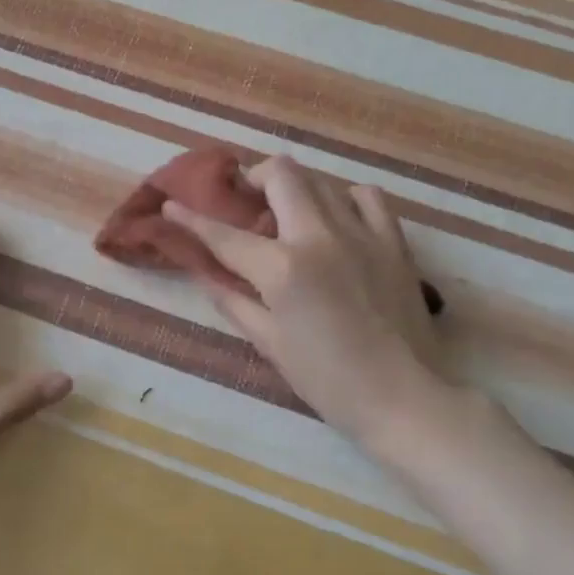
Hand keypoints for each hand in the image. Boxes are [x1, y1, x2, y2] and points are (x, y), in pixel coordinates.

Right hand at [165, 156, 475, 458]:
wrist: (402, 399)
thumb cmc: (326, 381)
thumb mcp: (268, 343)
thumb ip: (232, 300)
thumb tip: (204, 273)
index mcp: (282, 269)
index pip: (224, 234)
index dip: (191, 218)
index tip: (171, 204)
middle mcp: (319, 237)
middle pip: (280, 174)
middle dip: (253, 179)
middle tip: (245, 203)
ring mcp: (361, 234)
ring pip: (321, 181)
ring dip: (295, 191)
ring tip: (289, 216)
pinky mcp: (393, 242)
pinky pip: (367, 197)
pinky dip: (345, 200)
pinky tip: (338, 221)